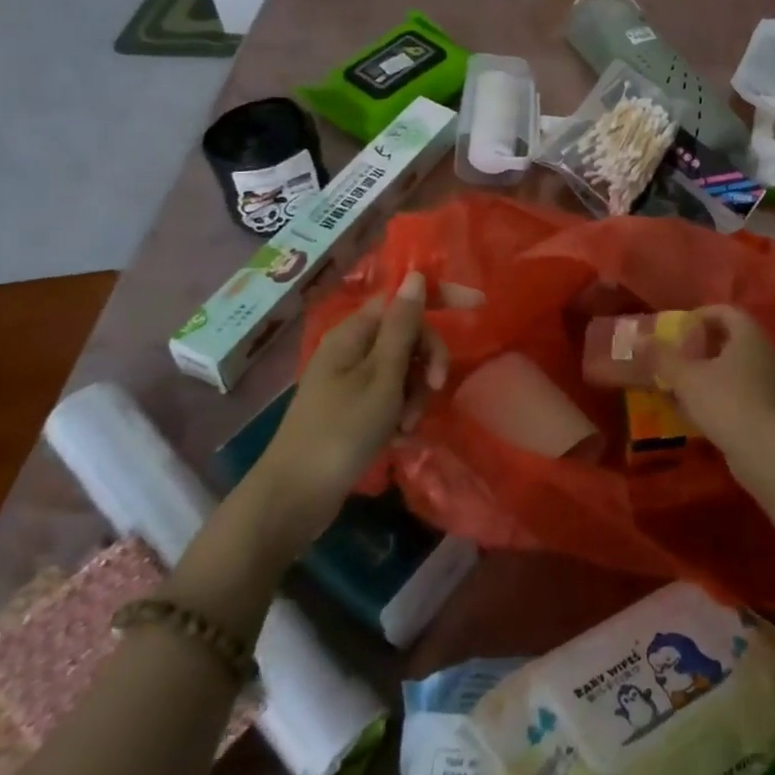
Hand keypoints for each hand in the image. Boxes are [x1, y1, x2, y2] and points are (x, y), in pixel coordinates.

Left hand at [258, 271, 448, 501]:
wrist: (295, 497)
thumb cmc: (341, 431)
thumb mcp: (381, 377)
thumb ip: (402, 327)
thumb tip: (414, 276)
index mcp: (354, 333)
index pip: (404, 299)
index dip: (440, 298)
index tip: (480, 305)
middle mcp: (352, 348)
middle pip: (408, 335)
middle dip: (427, 360)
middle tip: (434, 388)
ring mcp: (352, 379)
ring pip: (404, 368)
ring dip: (415, 393)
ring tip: (407, 426)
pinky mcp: (354, 407)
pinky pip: (392, 395)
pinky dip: (401, 411)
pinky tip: (399, 436)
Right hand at [655, 304, 774, 453]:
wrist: (762, 449)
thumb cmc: (723, 400)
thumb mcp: (685, 377)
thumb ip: (662, 356)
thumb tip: (638, 338)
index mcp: (748, 333)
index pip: (724, 311)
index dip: (699, 316)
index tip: (678, 330)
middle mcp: (764, 348)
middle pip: (731, 336)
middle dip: (703, 343)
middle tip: (679, 354)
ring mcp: (770, 377)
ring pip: (736, 362)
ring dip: (710, 367)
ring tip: (685, 380)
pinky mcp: (770, 402)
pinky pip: (742, 384)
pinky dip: (721, 387)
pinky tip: (701, 404)